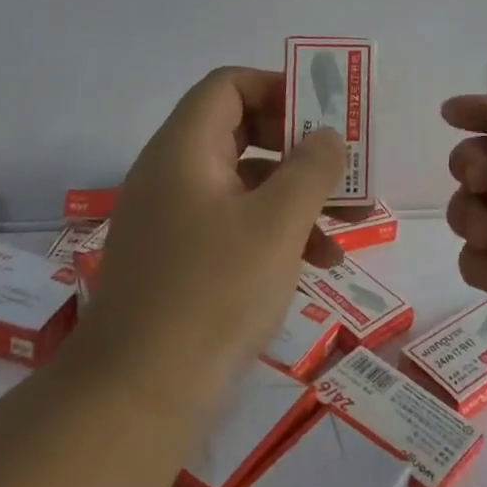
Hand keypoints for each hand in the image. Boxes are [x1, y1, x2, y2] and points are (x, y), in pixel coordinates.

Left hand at [80, 67, 345, 418]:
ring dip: (297, 194)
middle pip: (240, 130)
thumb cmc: (212, 294)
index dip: (278, 88)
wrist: (135, 401)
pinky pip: (234, 223)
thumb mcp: (277, 224)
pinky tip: (320, 262)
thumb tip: (326, 135)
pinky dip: (276, 230)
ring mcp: (173, 219)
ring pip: (244, 182)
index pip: (228, 85)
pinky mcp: (179, 260)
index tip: (322, 114)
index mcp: (184, 149)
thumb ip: (311, 168)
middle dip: (298, 146)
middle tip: (342, 165)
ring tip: (351, 222)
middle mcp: (173, 173)